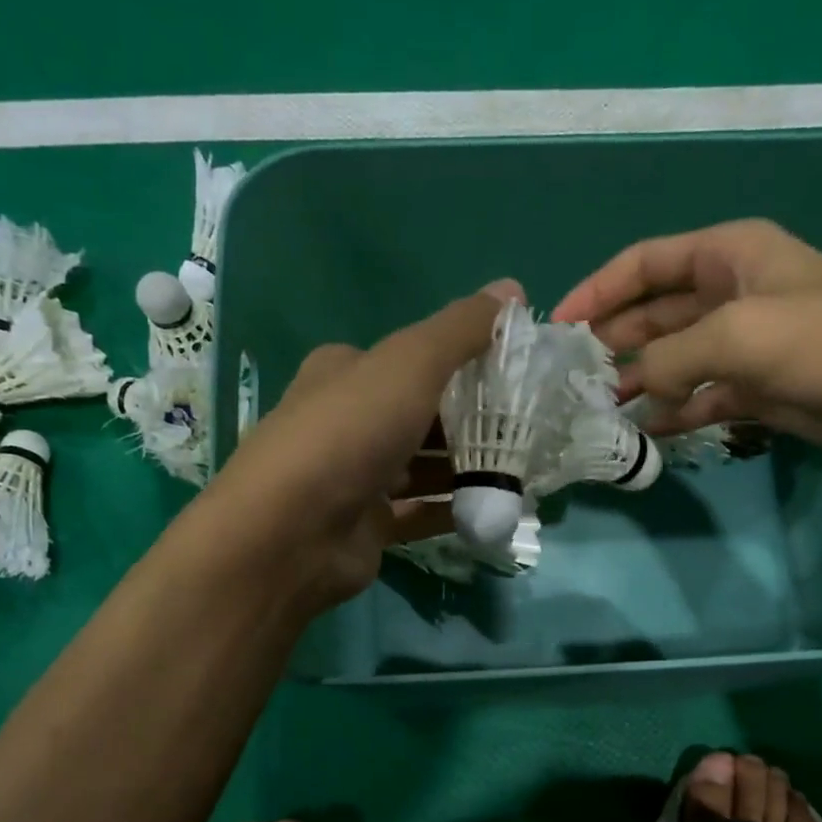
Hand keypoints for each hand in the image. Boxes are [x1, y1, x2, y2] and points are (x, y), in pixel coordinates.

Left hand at [194, 281, 522, 612]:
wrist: (293, 533)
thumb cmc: (350, 433)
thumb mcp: (411, 364)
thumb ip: (461, 330)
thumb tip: (513, 289)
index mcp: (347, 372)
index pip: (412, 359)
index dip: (462, 362)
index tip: (514, 374)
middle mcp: (349, 421)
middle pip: (423, 415)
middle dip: (473, 421)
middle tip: (528, 428)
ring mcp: (357, 478)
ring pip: (424, 468)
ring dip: (468, 469)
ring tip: (523, 470)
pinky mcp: (369, 525)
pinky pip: (421, 513)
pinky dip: (455, 510)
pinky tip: (495, 509)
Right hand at [552, 219, 821, 472]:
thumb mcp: (738, 335)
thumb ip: (670, 358)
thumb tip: (632, 388)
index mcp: (728, 254)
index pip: (645, 263)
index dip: (598, 290)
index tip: (559, 324)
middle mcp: (731, 293)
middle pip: (653, 312)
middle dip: (613, 340)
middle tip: (572, 377)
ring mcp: (744, 345)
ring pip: (672, 359)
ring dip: (638, 380)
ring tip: (598, 409)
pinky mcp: (756, 389)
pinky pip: (698, 397)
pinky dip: (672, 411)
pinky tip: (644, 430)